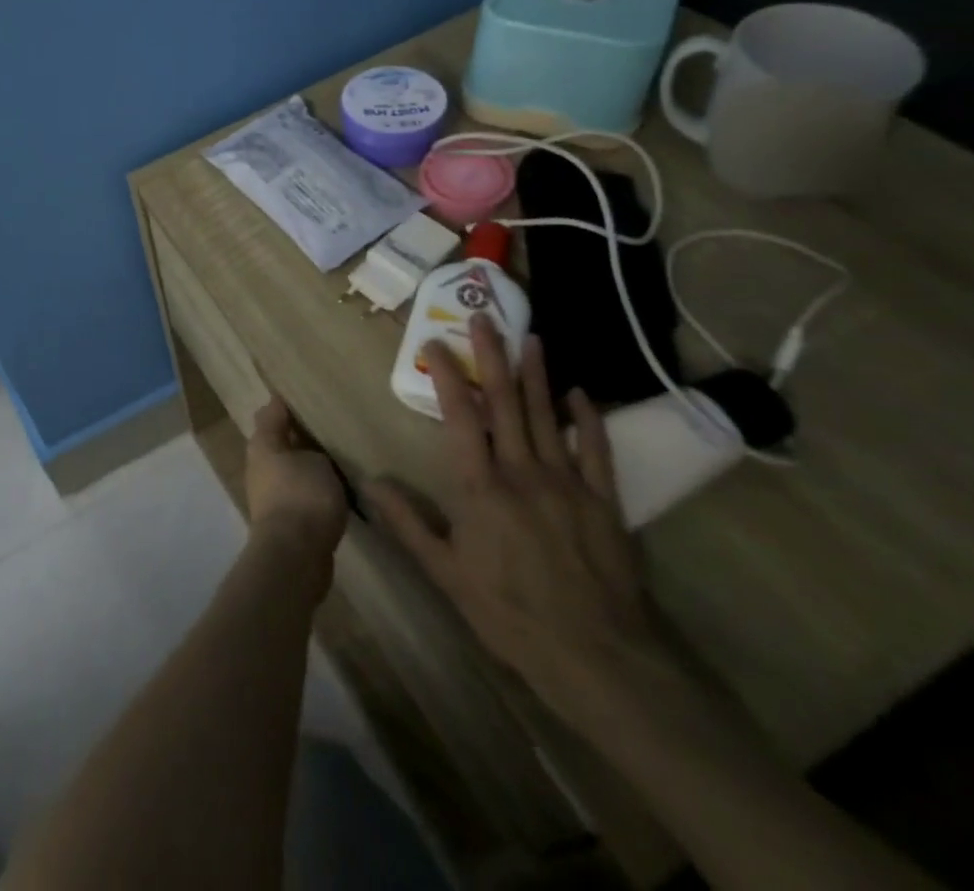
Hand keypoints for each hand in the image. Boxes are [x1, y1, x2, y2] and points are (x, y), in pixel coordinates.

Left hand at [245, 397, 348, 568]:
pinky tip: (337, 491)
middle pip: (279, 442)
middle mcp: (259, 465)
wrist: (294, 555)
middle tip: (330, 426)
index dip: (286, 403)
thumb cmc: (303, 495)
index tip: (305, 393)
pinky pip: (300, 494)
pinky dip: (314, 491)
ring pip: (290, 470)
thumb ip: (314, 449)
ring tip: (339, 458)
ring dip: (308, 466)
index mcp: (262, 443)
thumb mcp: (316, 461)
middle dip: (300, 435)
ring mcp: (268, 494)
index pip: (271, 413)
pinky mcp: (282, 520)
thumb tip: (311, 450)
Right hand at [366, 317, 670, 725]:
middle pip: (505, 403)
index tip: (435, 343)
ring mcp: (567, 483)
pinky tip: (581, 393)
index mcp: (480, 487)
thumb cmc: (510, 613)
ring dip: (537, 374)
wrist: (597, 657)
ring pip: (547, 416)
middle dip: (492, 356)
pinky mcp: (604, 501)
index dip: (447, 376)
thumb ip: (407, 523)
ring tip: (529, 336)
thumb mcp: (446, 574)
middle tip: (485, 316)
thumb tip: (369, 483)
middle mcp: (522, 472)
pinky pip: (596, 450)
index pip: (460, 417)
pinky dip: (587, 419)